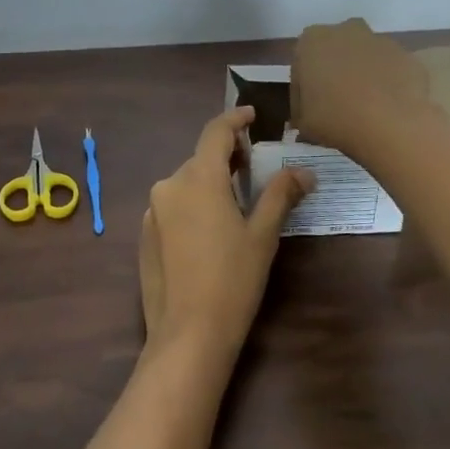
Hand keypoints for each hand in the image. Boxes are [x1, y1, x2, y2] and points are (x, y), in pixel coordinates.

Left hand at [138, 107, 314, 367]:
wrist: (188, 334)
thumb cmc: (233, 280)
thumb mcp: (262, 234)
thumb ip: (280, 194)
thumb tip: (304, 171)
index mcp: (198, 178)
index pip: (216, 132)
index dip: (235, 119)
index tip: (252, 114)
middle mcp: (169, 185)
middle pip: (200, 159)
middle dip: (227, 157)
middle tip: (254, 167)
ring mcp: (152, 211)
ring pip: (185, 184)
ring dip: (209, 183)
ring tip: (235, 202)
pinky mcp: (145, 235)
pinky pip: (173, 207)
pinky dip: (192, 205)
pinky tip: (209, 232)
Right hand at [291, 18, 431, 162]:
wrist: (392, 125)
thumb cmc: (336, 118)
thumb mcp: (304, 123)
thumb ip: (302, 113)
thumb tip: (306, 118)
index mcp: (312, 41)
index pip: (301, 66)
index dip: (302, 91)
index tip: (307, 112)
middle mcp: (346, 31)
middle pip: (334, 53)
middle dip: (333, 74)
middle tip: (333, 105)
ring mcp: (380, 41)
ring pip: (364, 58)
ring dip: (361, 77)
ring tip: (362, 110)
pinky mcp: (407, 56)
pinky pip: (389, 70)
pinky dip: (386, 85)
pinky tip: (385, 110)